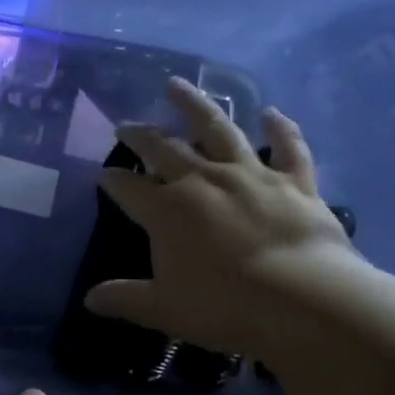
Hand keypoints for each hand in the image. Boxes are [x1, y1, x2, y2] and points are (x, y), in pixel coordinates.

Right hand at [84, 77, 361, 358]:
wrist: (304, 300)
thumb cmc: (225, 306)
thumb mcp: (164, 309)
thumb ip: (125, 299)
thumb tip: (89, 300)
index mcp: (167, 210)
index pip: (129, 188)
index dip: (112, 181)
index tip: (102, 174)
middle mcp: (203, 180)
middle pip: (163, 149)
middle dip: (140, 135)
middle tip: (126, 125)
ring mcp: (250, 175)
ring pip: (217, 129)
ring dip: (194, 105)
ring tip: (176, 84)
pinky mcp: (294, 181)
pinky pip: (287, 147)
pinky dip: (280, 129)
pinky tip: (272, 113)